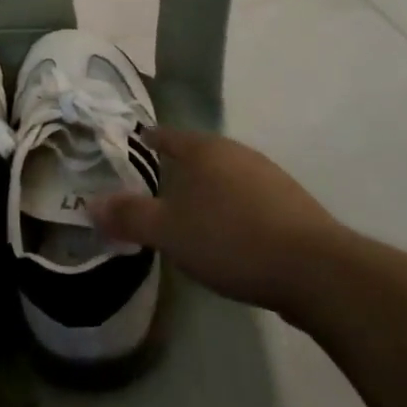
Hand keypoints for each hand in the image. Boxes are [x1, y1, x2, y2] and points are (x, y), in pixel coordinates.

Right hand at [93, 126, 345, 313]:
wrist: (317, 271)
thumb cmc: (231, 239)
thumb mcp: (169, 232)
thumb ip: (129, 216)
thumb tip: (89, 204)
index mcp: (205, 150)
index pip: (166, 135)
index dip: (146, 141)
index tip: (130, 148)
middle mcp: (237, 153)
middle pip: (198, 154)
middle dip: (177, 169)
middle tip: (154, 189)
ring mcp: (270, 178)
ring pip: (226, 177)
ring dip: (207, 192)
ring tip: (189, 216)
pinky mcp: (293, 207)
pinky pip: (249, 200)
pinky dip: (232, 211)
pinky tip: (230, 237)